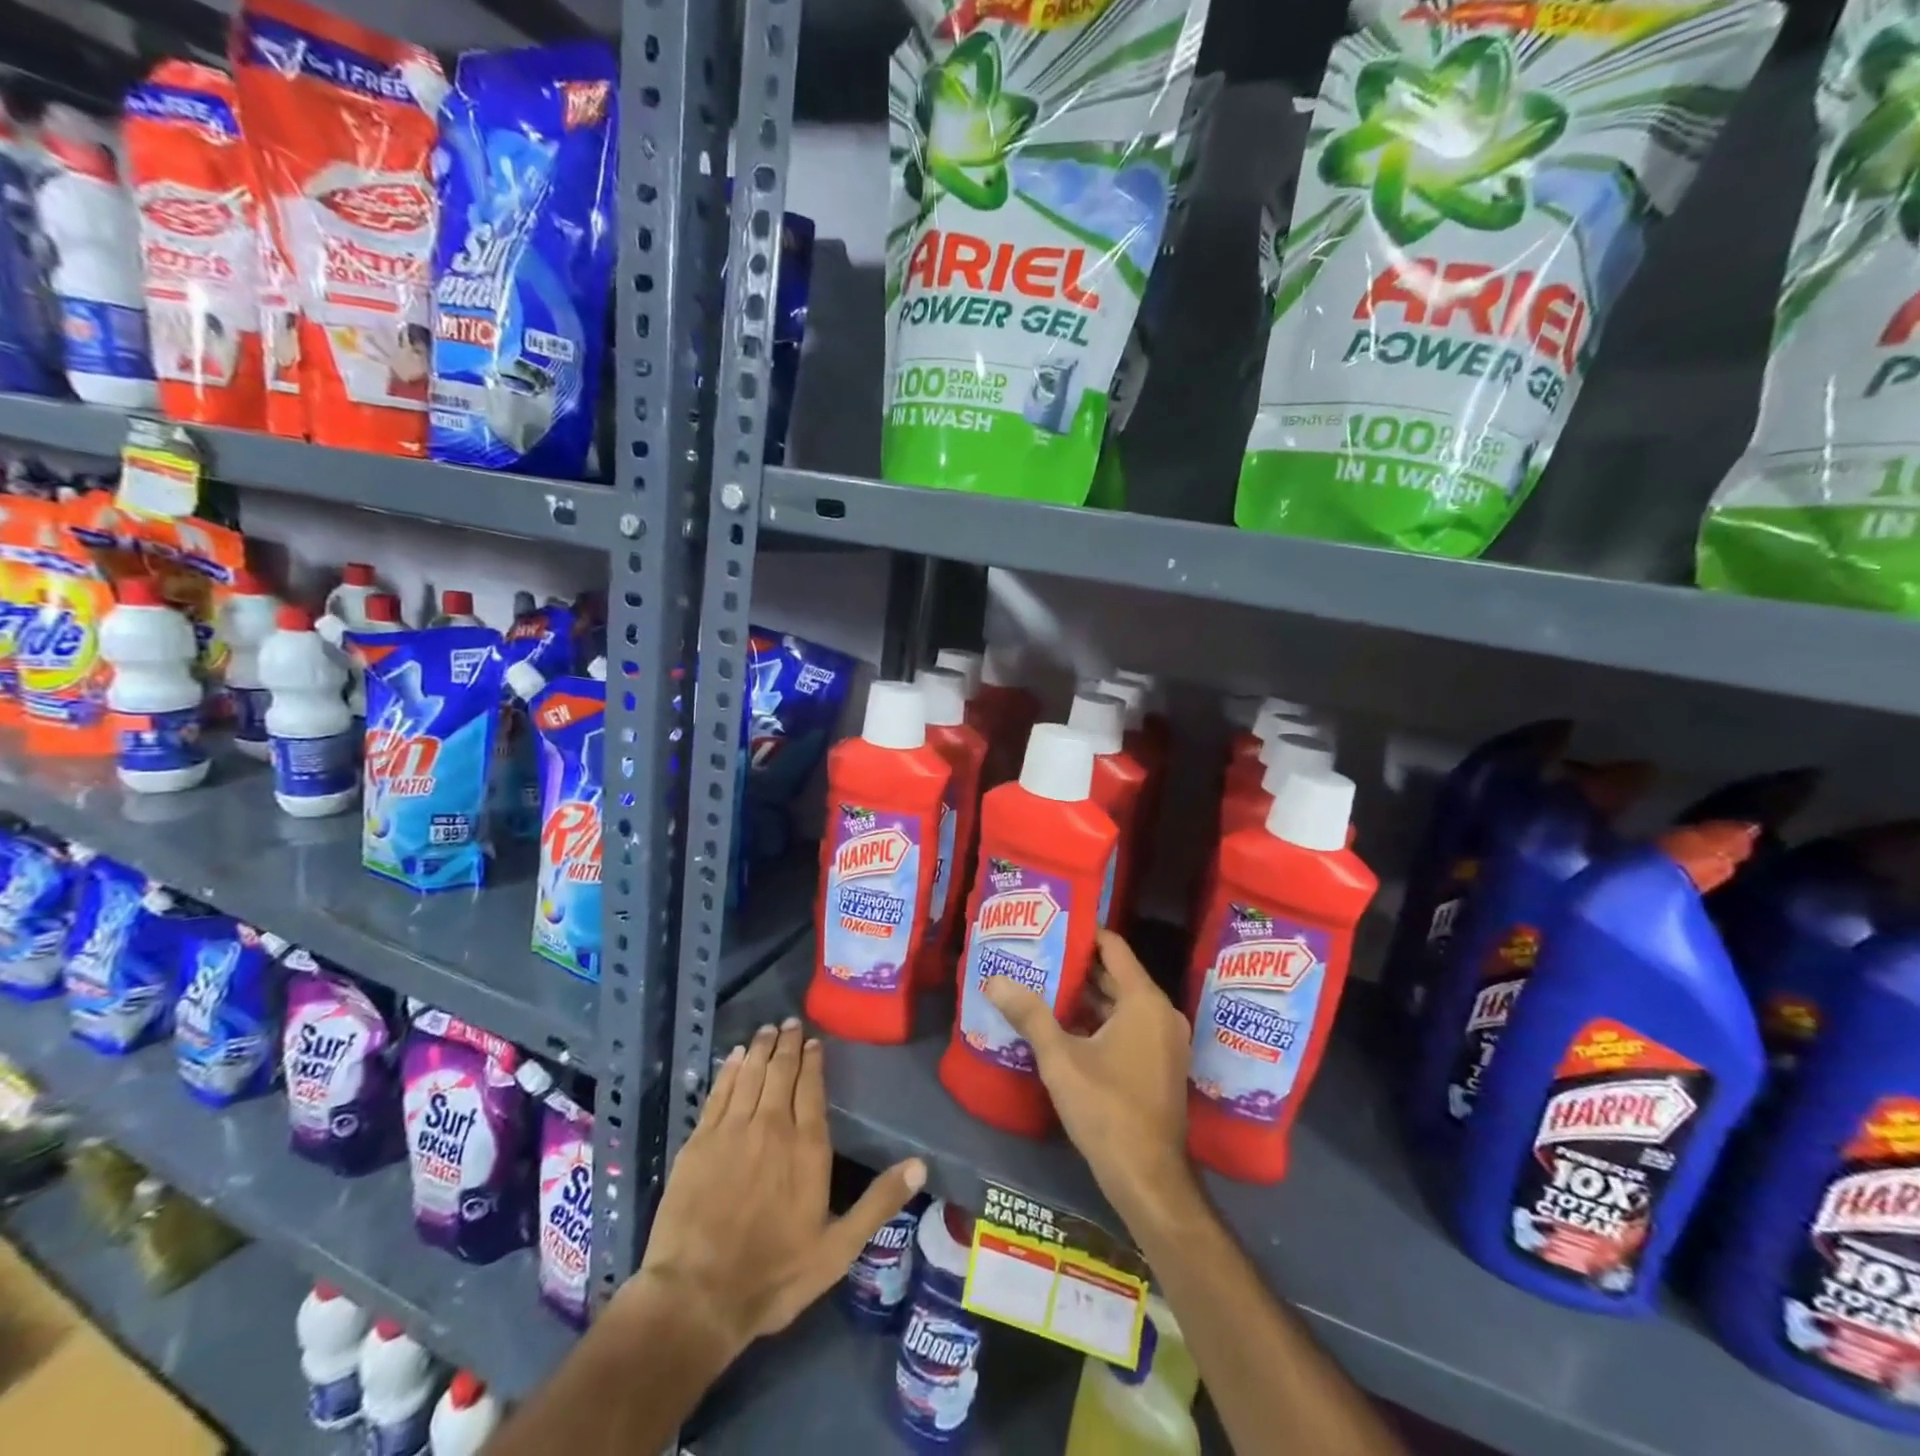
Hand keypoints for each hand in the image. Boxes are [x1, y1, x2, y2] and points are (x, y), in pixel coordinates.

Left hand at [631, 1018, 925, 1359]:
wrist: (697, 1296)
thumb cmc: (774, 1274)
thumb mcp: (838, 1249)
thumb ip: (878, 1202)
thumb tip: (920, 1164)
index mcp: (807, 1146)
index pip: (812, 1087)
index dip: (812, 1060)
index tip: (812, 1040)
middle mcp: (771, 1126)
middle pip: (781, 1072)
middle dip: (786, 1044)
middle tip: (788, 1022)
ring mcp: (732, 1130)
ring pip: (750, 1074)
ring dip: (759, 1049)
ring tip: (765, 1030)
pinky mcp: (699, 1141)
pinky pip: (718, 1092)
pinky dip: (728, 1070)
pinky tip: (733, 1058)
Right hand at [983, 930, 1197, 1225]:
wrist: (1149, 1180)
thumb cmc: (1107, 1109)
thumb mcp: (1061, 1059)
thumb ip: (1029, 1015)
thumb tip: (994, 980)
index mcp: (1144, 1001)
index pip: (1113, 947)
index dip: (1082, 933)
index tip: (1050, 926)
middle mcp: (1161, 1013)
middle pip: (1116, 975)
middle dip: (1077, 966)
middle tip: (1038, 955)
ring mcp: (1164, 1041)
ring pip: (1121, 1003)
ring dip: (1087, 996)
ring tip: (1043, 985)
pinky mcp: (1160, 1064)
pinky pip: (1129, 1026)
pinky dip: (1101, 1020)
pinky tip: (1064, 1025)